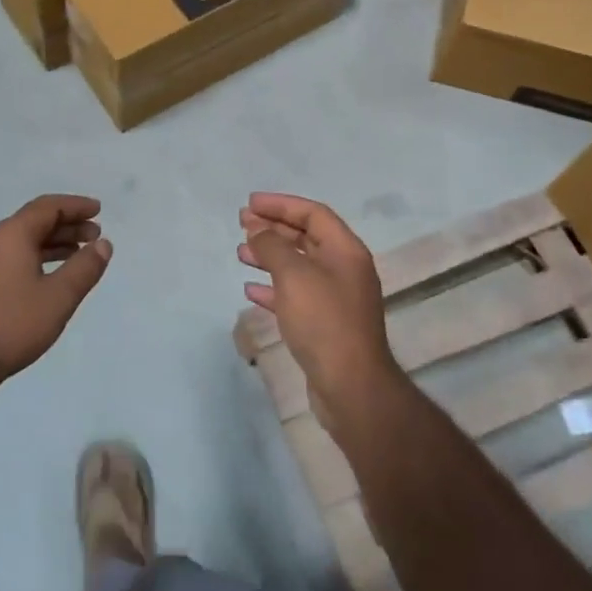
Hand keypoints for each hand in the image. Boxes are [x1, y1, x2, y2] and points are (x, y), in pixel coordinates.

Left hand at [0, 195, 110, 393]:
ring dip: (54, 243)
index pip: (48, 207)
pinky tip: (51, 277)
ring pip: (24, 241)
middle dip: (68, 225)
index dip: (76, 206)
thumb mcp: (59, 297)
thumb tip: (103, 244)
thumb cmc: (11, 325)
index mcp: (11, 235)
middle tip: (96, 235)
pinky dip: (38, 258)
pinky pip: (13, 257)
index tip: (99, 210)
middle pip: (35, 221)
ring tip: (80, 254)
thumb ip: (84, 267)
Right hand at [238, 193, 402, 430]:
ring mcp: (336, 298)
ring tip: (240, 253)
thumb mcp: (294, 275)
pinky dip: (273, 288)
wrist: (350, 386)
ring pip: (298, 266)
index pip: (313, 213)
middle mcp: (344, 269)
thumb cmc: (323, 321)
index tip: (250, 204)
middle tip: (242, 224)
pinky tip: (251, 290)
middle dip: (273, 228)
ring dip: (269, 256)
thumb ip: (272, 246)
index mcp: (345, 250)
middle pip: (306, 237)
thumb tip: (257, 230)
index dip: (281, 204)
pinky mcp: (325, 324)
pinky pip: (296, 295)